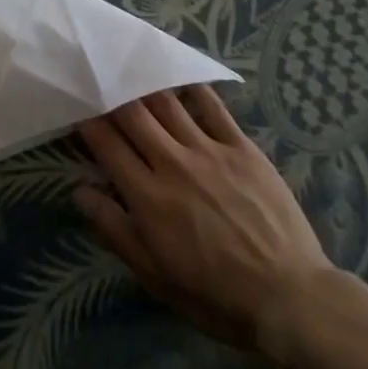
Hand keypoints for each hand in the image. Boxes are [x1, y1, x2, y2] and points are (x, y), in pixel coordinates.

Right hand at [77, 85, 337, 365]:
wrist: (291, 299)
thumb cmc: (217, 297)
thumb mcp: (157, 277)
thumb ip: (116, 231)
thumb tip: (80, 191)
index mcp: (148, 197)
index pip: (107, 145)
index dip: (87, 120)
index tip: (76, 105)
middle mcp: (173, 164)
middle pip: (132, 114)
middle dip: (111, 93)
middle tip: (99, 78)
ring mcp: (209, 151)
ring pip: (167, 103)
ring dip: (144, 85)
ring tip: (130, 69)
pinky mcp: (241, 148)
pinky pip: (212, 107)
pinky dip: (192, 88)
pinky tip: (180, 76)